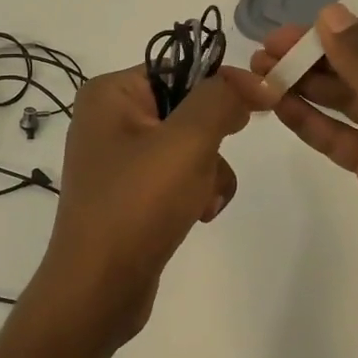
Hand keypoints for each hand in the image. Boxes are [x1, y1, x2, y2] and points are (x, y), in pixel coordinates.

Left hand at [29, 68, 250, 348]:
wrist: (97, 289)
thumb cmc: (137, 205)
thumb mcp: (186, 142)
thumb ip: (221, 99)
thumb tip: (254, 80)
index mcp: (110, 93)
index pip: (180, 67)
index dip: (223, 85)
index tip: (260, 108)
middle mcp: (109, 119)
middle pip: (188, 108)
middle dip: (212, 141)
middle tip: (212, 163)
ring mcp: (118, 159)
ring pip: (189, 146)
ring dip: (209, 171)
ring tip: (201, 201)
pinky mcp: (130, 194)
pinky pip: (177, 176)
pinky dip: (195, 192)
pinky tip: (197, 216)